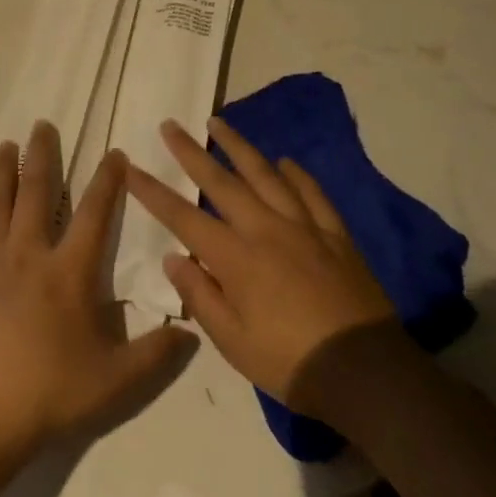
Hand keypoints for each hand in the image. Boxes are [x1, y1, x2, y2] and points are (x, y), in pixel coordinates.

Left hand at [0, 122, 195, 459]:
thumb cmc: (51, 392)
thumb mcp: (117, 381)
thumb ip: (155, 354)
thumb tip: (190, 332)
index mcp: (68, 272)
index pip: (94, 214)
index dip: (107, 182)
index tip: (114, 154)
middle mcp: (27, 255)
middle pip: (35, 193)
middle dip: (41, 156)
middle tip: (41, 125)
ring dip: (0, 174)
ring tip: (4, 147)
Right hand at [124, 116, 409, 421]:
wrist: (366, 373)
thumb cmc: (289, 362)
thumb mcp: (232, 341)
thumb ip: (199, 295)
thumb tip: (174, 257)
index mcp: (235, 259)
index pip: (183, 217)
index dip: (152, 191)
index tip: (129, 166)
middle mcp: (266, 231)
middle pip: (221, 182)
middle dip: (191, 152)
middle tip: (171, 125)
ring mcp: (304, 229)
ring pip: (267, 176)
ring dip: (239, 147)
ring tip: (219, 123)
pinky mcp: (335, 236)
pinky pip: (313, 195)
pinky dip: (297, 175)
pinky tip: (286, 162)